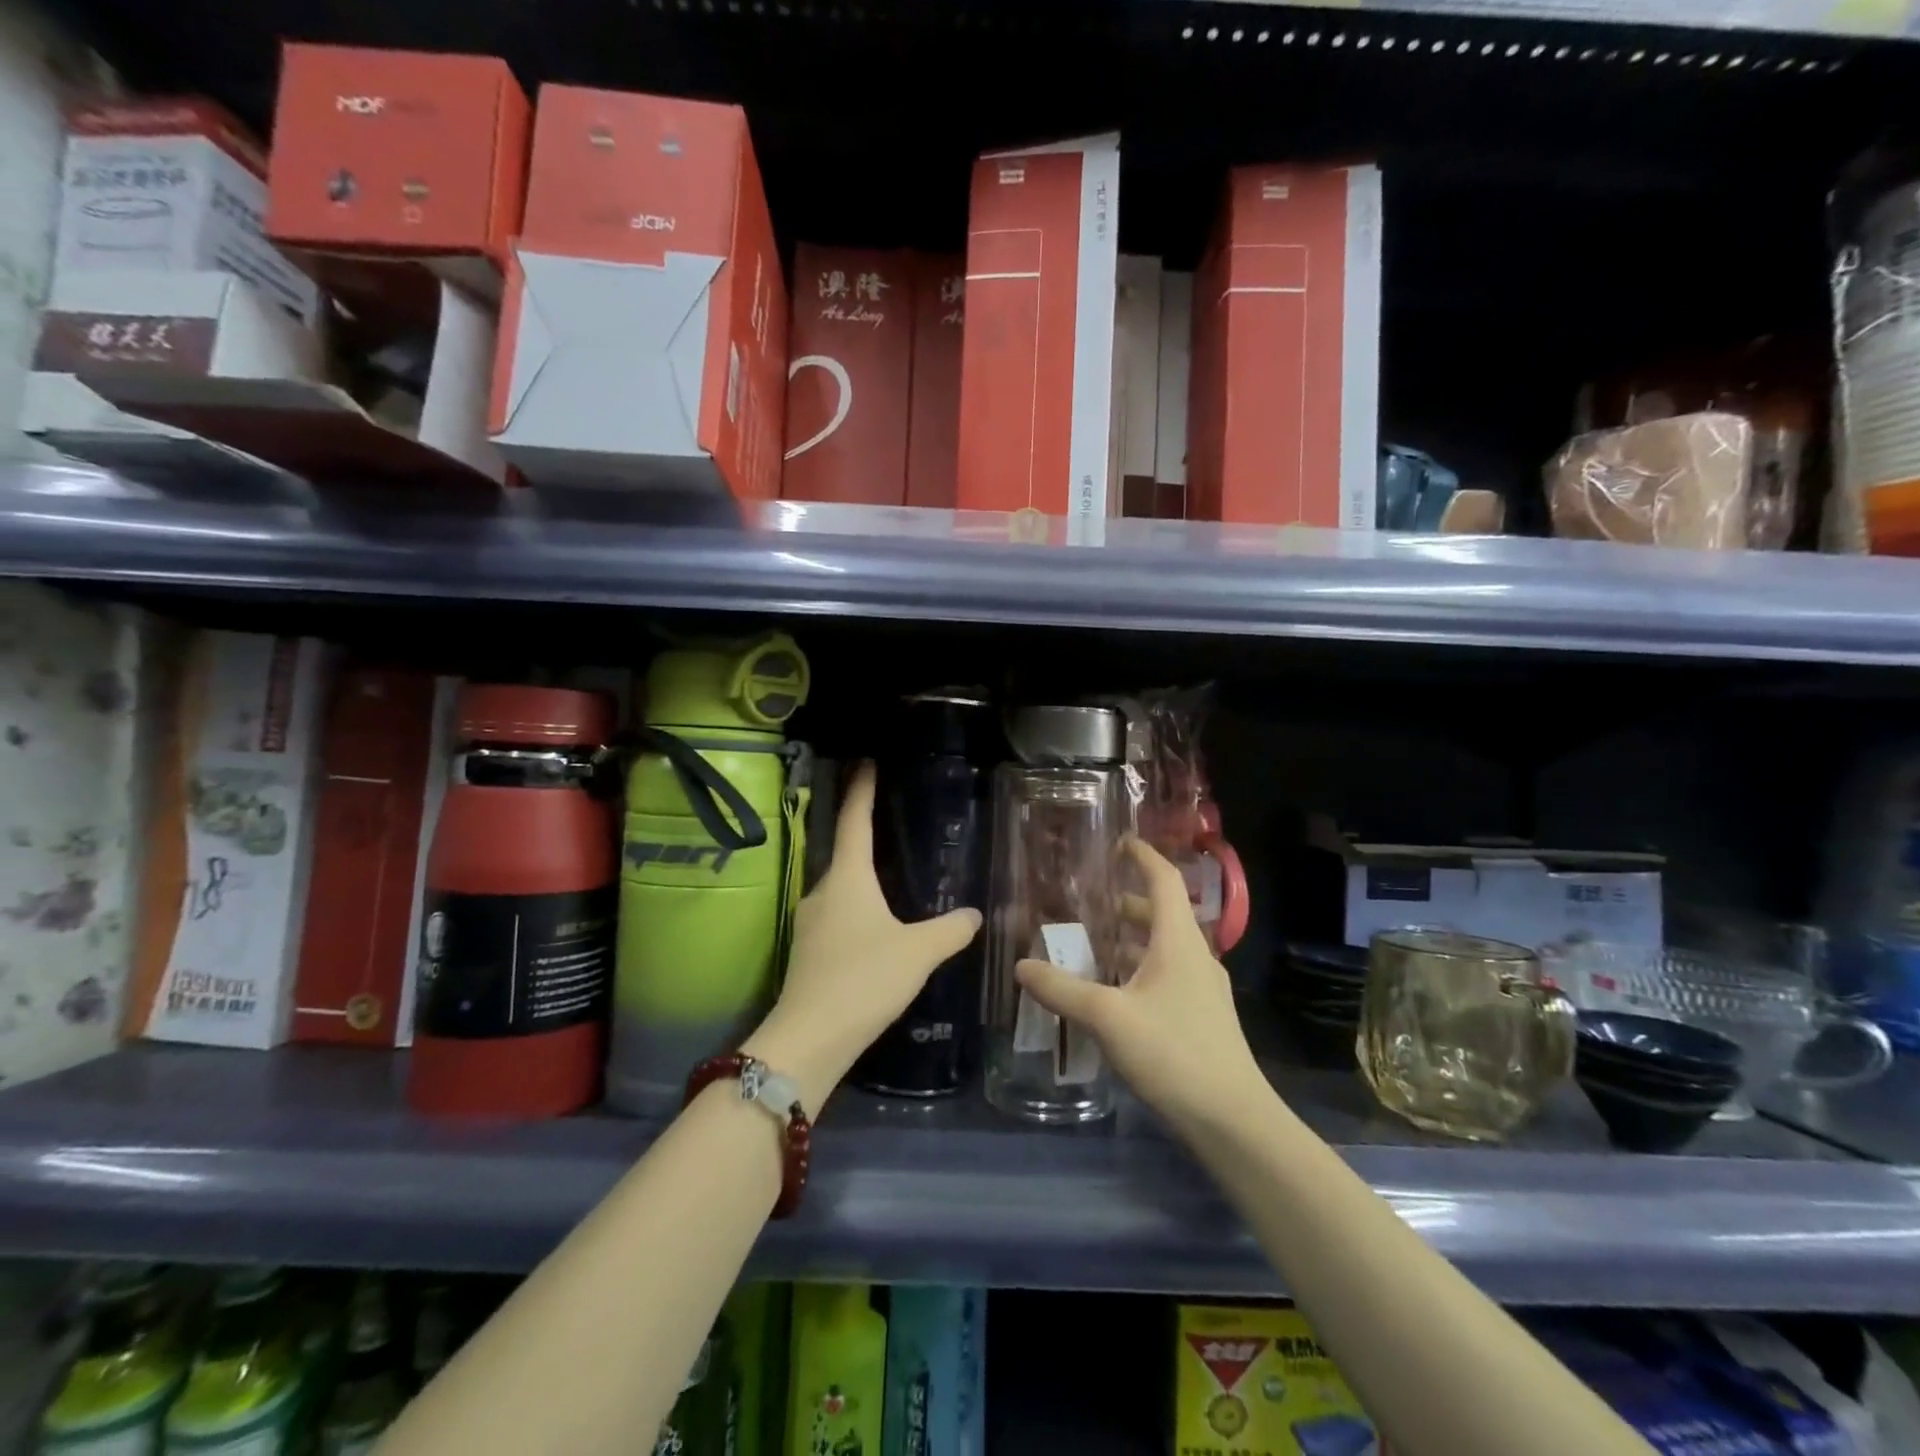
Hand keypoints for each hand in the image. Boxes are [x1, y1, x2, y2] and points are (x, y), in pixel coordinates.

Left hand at [743, 762, 981, 1116]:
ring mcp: (809, 924)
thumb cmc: (865, 978)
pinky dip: (856, 911)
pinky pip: (836, 917)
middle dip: (862, 838)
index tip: (864, 763)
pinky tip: (874, 930)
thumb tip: (974, 914)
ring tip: (888, 881)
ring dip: (860, 880)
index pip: (854, 821)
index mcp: (847, 878)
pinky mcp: (808, 953)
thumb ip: (950, 930)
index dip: (861, 791)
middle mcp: (822, 892)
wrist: (810, 1038)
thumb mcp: (918, 952)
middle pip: (843, 854)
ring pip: (840, 890)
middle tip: (889, 826)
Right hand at [1016, 838, 1266, 1136]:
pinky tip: (1115, 993)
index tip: (1120, 842)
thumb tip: (1021, 966)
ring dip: (1132, 940)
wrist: (1233, 1120)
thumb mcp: (1108, 1018)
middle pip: (1162, 914)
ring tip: (1094, 946)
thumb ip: (1062, 990)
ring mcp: (1203, 989)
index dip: (1143, 857)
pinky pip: (1167, 975)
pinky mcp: (1203, 1017)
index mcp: (1178, 942)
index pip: (1164, 881)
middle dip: (1127, 904)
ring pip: (1164, 948)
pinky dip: (1140, 969)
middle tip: (1090, 902)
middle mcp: (1195, 957)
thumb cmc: (1173, 1053)